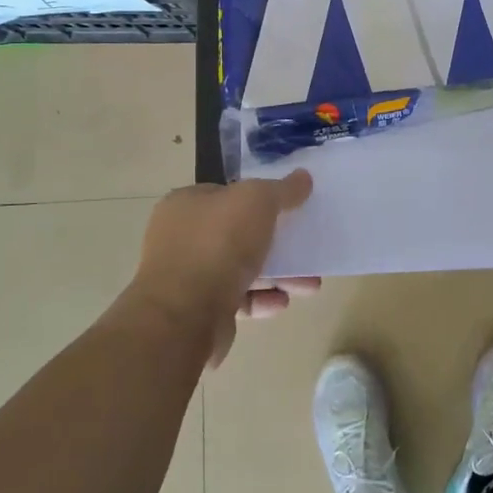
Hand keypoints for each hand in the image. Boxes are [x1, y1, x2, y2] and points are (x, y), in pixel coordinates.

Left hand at [133, 171, 317, 366]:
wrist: (184, 315)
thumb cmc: (218, 244)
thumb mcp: (257, 201)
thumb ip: (282, 189)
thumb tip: (303, 177)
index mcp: (187, 204)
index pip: (227, 194)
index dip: (260, 198)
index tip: (291, 209)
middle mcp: (183, 238)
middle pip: (240, 234)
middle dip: (278, 243)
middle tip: (308, 250)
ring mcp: (188, 276)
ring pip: (242, 270)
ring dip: (279, 276)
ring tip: (310, 285)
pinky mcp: (198, 311)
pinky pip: (237, 299)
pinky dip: (262, 300)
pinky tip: (282, 302)